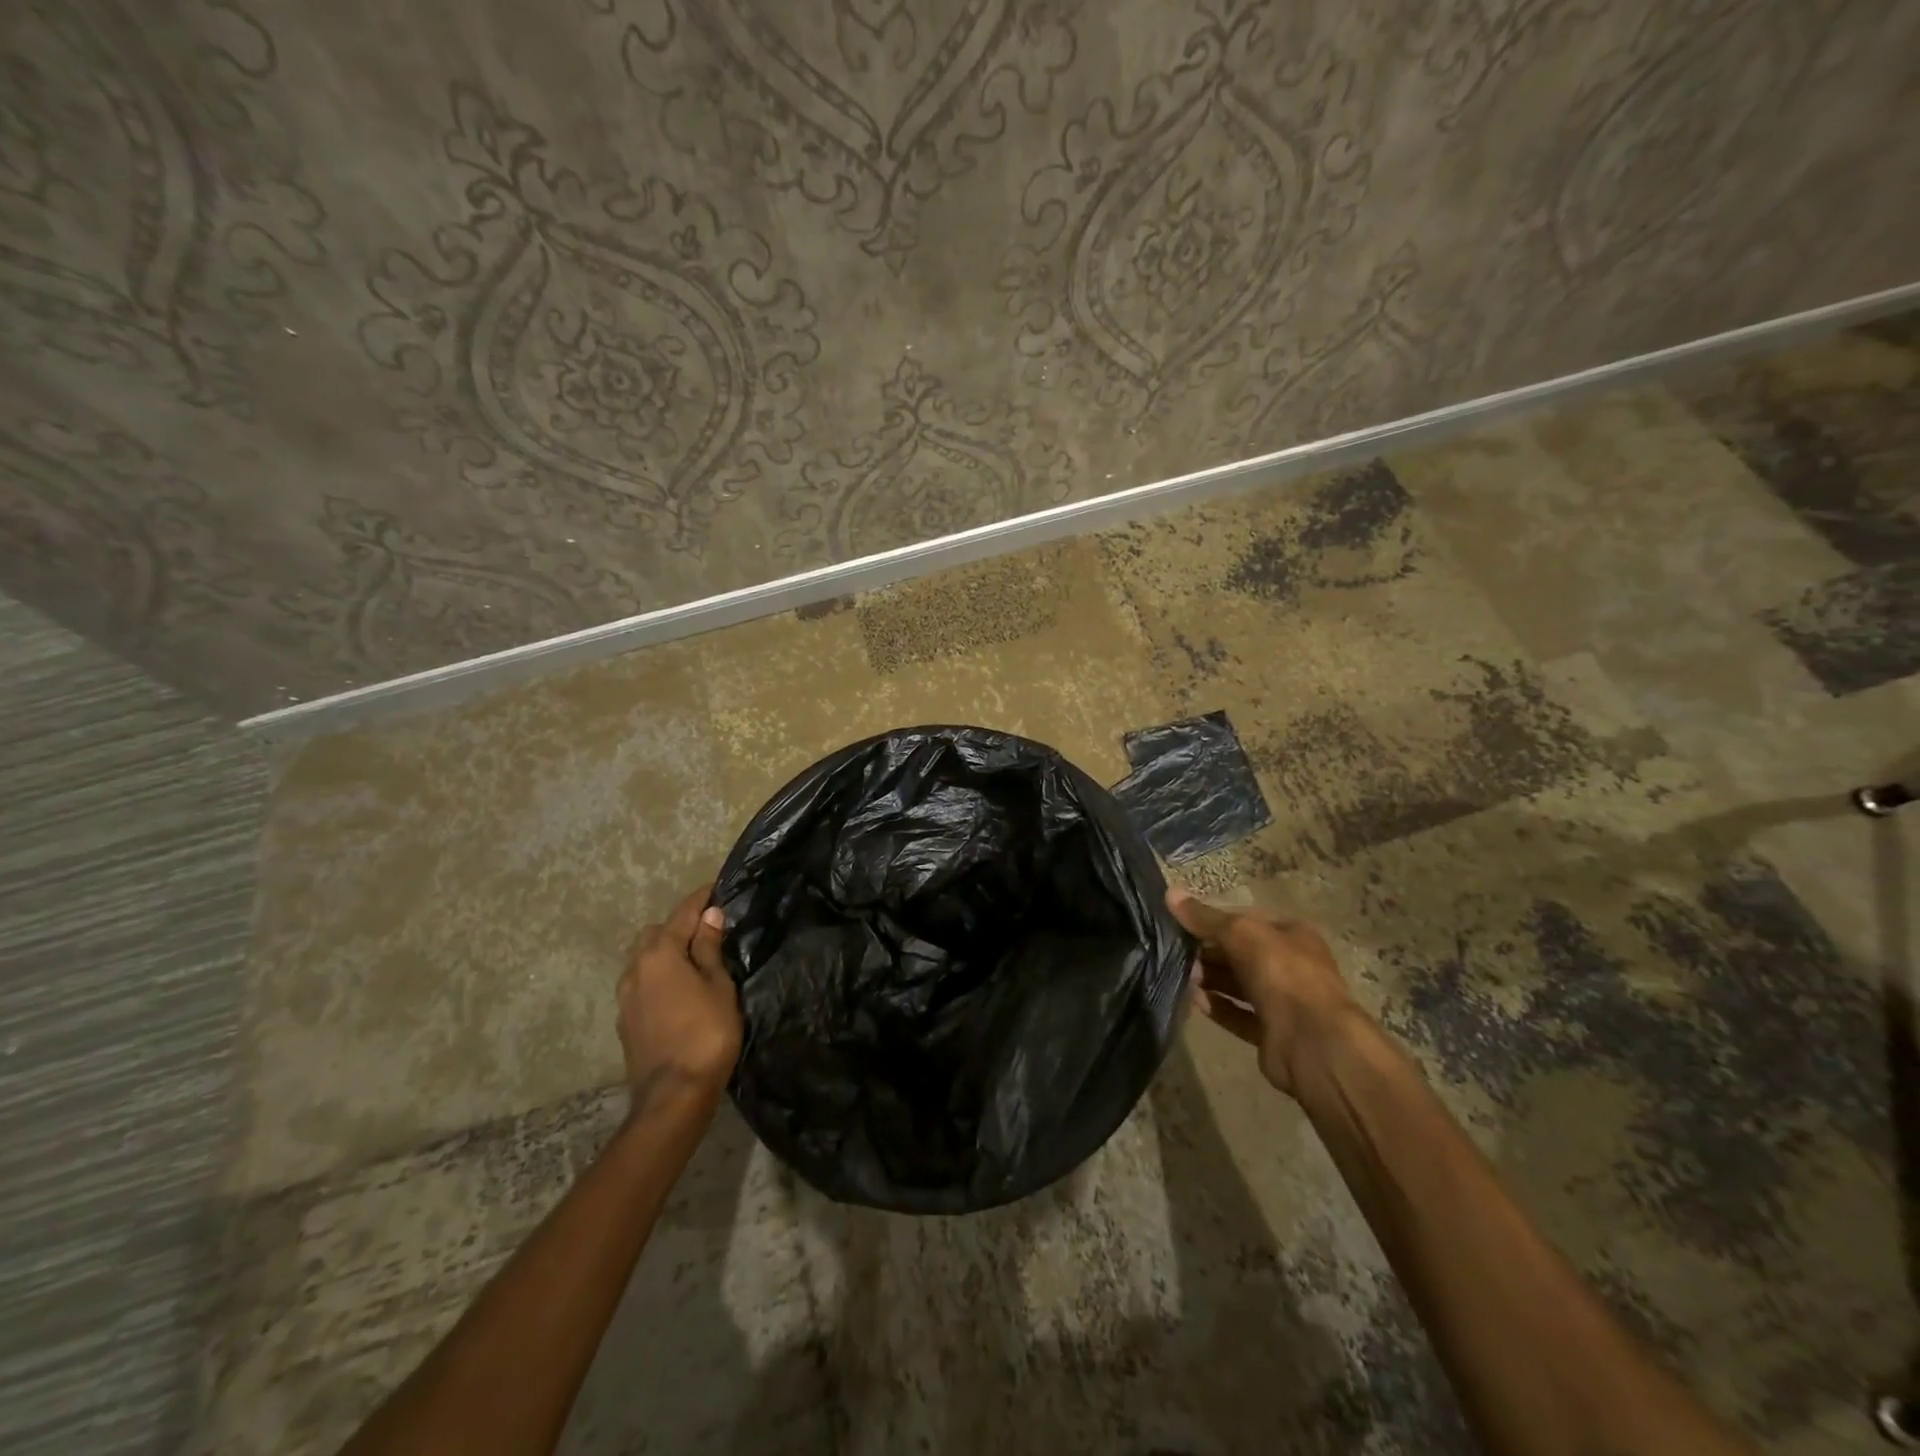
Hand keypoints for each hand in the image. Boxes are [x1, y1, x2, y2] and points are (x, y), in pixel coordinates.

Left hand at [618, 884, 741, 1107]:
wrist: (673, 1096)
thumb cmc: (706, 1034)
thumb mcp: (718, 986)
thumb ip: (709, 949)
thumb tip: (709, 916)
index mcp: (659, 954)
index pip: (682, 914)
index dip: (702, 899)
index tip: (718, 888)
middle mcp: (635, 969)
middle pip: (655, 934)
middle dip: (678, 927)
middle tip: (708, 933)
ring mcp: (625, 998)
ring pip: (643, 960)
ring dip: (666, 954)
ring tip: (694, 963)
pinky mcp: (626, 1022)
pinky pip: (642, 985)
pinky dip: (659, 978)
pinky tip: (678, 992)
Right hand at [1168, 889, 1360, 1096]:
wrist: (1312, 1041)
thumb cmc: (1280, 972)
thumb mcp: (1240, 932)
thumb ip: (1204, 917)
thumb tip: (1170, 892)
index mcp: (1292, 934)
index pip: (1246, 920)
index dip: (1214, 919)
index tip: (1182, 923)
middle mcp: (1290, 965)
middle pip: (1241, 953)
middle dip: (1210, 952)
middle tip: (1176, 952)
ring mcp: (1283, 1001)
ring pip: (1239, 984)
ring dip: (1211, 979)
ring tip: (1182, 975)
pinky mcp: (1272, 1032)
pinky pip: (1239, 1014)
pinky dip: (1218, 1007)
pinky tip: (1194, 1001)